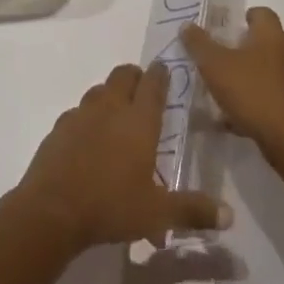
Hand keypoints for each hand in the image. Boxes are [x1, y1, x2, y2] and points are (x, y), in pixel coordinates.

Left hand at [12, 62, 230, 250]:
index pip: (153, 85)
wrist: (53, 209)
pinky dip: (87, 117)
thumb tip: (229, 215)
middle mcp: (110, 108)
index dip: (160, 74)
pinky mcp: (60, 127)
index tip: (164, 69)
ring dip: (110, 94)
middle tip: (143, 89)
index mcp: (138, 121)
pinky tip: (89, 137)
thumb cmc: (111, 206)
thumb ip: (193, 211)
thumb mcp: (158, 214)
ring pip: (99, 90)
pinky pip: (78, 112)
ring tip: (117, 113)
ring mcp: (81, 114)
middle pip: (123, 75)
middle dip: (135, 76)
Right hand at [181, 7, 283, 161]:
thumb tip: (187, 25)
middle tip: (232, 58)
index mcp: (272, 35)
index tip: (228, 31)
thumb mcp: (215, 66)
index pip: (262, 13)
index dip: (246, 18)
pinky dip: (264, 102)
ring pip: (279, 70)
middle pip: (275, 40)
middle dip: (255, 47)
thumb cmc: (254, 94)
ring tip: (233, 91)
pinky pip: (280, 98)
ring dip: (260, 76)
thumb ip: (199, 44)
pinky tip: (241, 120)